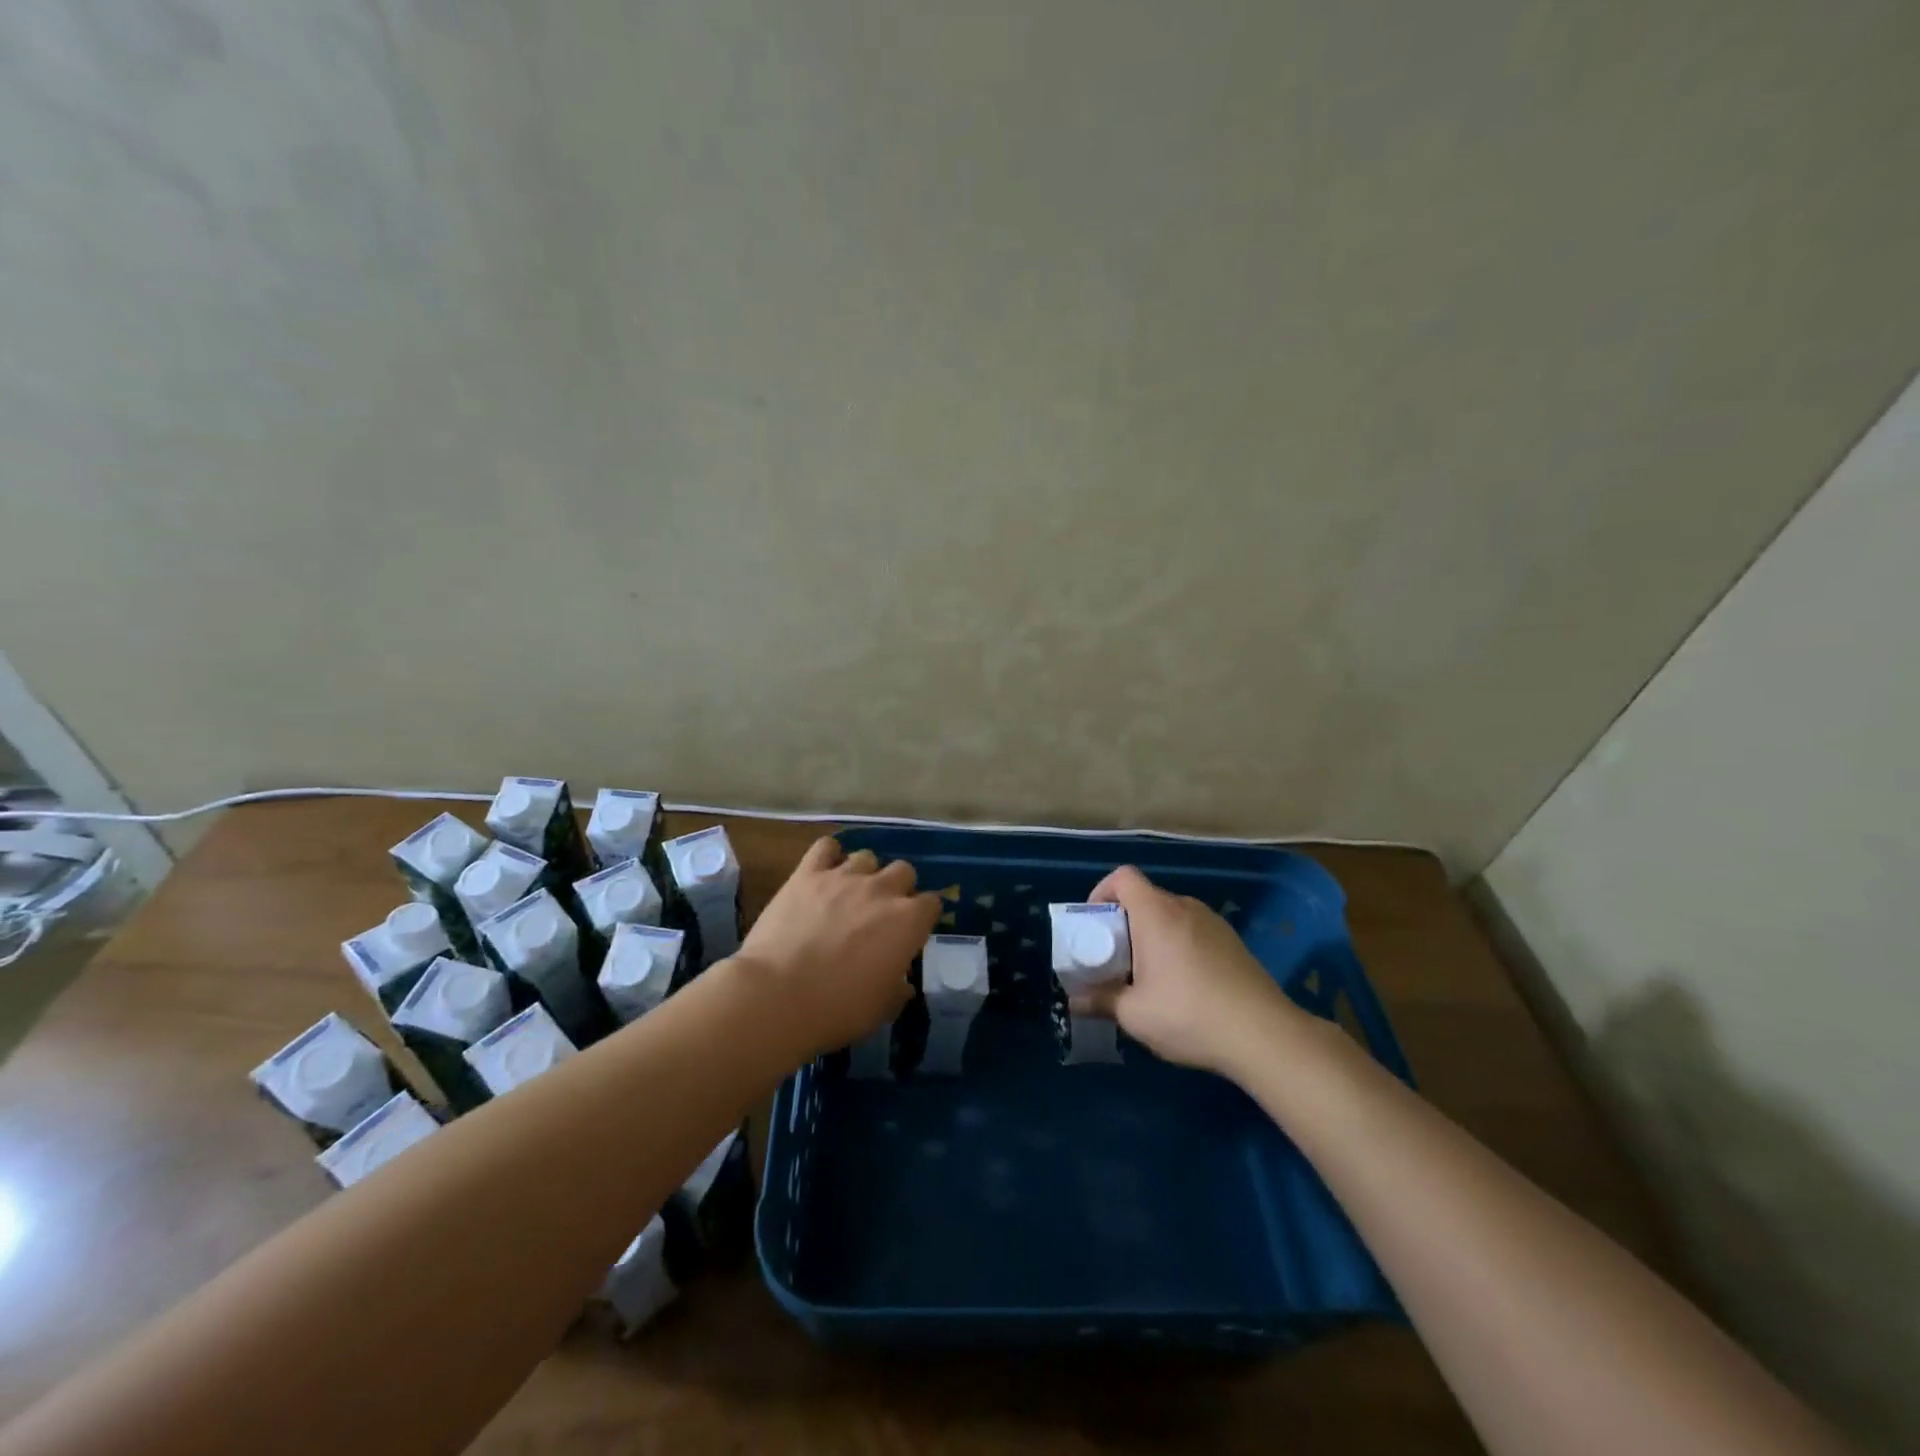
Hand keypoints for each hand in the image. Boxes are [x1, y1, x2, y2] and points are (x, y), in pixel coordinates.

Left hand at [733, 838, 939, 1056]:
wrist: (777, 996)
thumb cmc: (837, 1009)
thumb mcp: (880, 1010)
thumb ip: (897, 990)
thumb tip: (902, 985)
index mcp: (908, 922)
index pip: (932, 903)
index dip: (922, 917)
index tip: (911, 932)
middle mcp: (882, 890)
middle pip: (904, 870)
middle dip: (898, 888)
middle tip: (881, 912)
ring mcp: (844, 876)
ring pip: (867, 856)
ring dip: (864, 873)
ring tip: (849, 894)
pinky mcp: (807, 873)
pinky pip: (825, 847)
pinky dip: (828, 856)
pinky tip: (822, 872)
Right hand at [1069, 865, 1302, 1074]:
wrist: (1265, 1035)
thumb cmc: (1189, 1015)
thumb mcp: (1134, 1014)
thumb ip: (1100, 1001)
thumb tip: (1074, 1001)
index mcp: (1157, 913)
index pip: (1123, 877)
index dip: (1102, 892)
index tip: (1094, 926)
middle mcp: (1185, 907)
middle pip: (1145, 898)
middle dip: (1124, 923)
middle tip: (1115, 960)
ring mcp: (1214, 923)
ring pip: (1170, 917)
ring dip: (1152, 937)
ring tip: (1148, 977)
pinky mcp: (1233, 942)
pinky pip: (1193, 931)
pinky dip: (1177, 946)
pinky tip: (1182, 986)